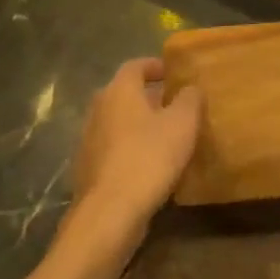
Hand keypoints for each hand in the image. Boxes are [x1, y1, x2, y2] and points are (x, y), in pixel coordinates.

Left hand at [69, 58, 202, 241]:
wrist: (110, 212)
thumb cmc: (149, 157)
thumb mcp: (183, 123)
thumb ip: (190, 99)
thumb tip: (190, 88)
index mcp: (119, 91)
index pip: (136, 66)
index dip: (156, 66)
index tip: (175, 73)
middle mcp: (98, 110)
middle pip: (125, 94)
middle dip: (150, 98)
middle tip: (177, 106)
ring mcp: (89, 141)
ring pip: (119, 123)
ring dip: (141, 125)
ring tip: (168, 136)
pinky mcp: (88, 169)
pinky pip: (114, 149)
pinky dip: (132, 149)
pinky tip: (152, 165)